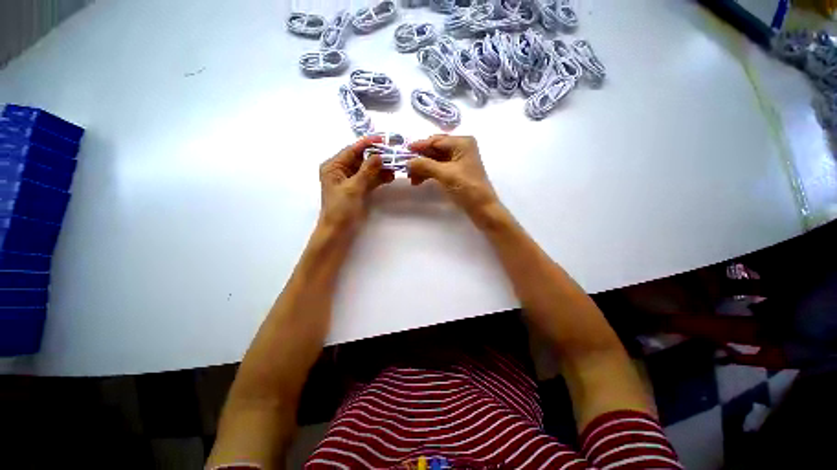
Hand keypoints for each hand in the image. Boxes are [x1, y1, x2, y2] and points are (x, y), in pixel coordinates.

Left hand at [319, 136, 393, 232]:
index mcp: (334, 166)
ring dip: (380, 168)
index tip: (382, 139)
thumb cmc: (341, 208)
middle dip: (377, 156)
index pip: (352, 150)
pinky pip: (370, 180)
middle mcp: (342, 171)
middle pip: (361, 159)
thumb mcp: (353, 187)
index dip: (367, 144)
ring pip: (368, 169)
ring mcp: (352, 181)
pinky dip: (379, 178)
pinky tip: (391, 176)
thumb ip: (367, 171)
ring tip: (395, 165)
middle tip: (393, 153)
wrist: (339, 230)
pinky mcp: (359, 189)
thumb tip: (379, 155)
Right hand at [408, 135, 499, 218]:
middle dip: (420, 159)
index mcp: (461, 143)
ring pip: (435, 160)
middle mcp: (460, 148)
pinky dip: (429, 173)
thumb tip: (408, 161)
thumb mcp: (444, 174)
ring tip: (412, 179)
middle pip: (435, 150)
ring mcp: (459, 161)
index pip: (436, 141)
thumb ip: (425, 165)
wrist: (481, 207)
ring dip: (423, 168)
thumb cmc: (466, 187)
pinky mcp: (456, 172)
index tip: (404, 151)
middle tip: (406, 169)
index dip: (419, 146)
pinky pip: (439, 168)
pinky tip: (419, 181)